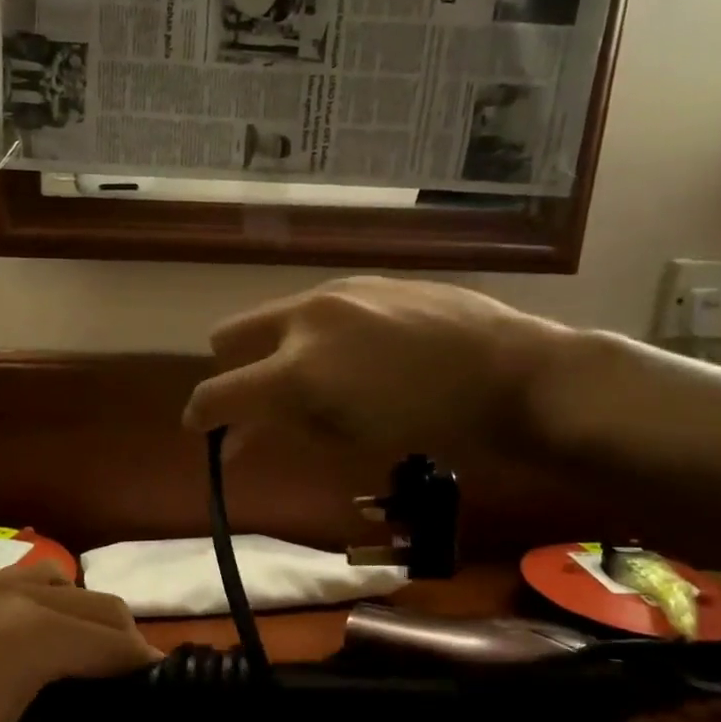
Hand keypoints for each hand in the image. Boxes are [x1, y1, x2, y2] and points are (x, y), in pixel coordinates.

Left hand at [0, 562, 160, 721]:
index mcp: (36, 637)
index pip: (117, 643)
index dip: (146, 671)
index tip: (160, 705)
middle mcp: (11, 595)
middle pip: (93, 603)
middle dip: (120, 641)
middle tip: (124, 696)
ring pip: (49, 581)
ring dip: (76, 612)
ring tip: (74, 662)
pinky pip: (2, 580)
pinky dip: (28, 599)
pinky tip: (6, 639)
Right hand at [182, 277, 572, 464]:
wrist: (518, 373)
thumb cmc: (433, 427)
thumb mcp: (349, 441)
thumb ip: (284, 432)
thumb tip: (237, 439)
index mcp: (298, 369)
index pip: (219, 392)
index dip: (201, 415)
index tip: (201, 429)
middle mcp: (305, 318)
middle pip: (229, 336)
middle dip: (230, 369)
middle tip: (259, 401)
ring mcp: (337, 291)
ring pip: (273, 317)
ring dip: (272, 350)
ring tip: (317, 380)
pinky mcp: (368, 280)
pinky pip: (314, 307)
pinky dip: (311, 334)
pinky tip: (355, 355)